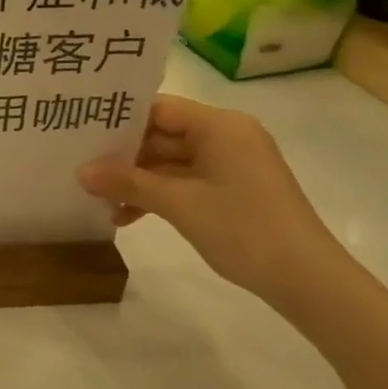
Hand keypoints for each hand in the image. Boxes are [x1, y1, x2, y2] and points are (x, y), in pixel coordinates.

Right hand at [78, 94, 349, 306]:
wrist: (307, 280)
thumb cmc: (244, 229)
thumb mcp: (179, 204)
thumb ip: (128, 183)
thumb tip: (81, 172)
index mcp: (220, 126)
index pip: (158, 108)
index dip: (119, 119)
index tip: (81, 131)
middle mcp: (226, 137)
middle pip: (162, 135)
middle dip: (123, 155)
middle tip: (80, 166)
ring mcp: (230, 165)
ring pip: (170, 162)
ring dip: (137, 180)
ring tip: (97, 198)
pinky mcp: (232, 190)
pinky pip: (185, 182)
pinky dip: (158, 196)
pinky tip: (126, 217)